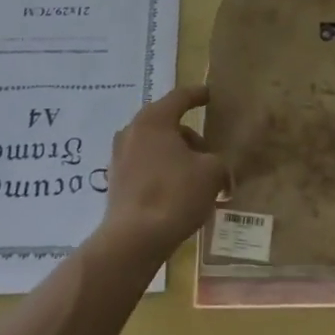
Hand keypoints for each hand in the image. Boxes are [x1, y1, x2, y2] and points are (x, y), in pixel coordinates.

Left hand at [95, 84, 228, 267]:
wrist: (134, 239)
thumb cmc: (174, 194)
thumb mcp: (212, 173)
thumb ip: (219, 162)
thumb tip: (218, 169)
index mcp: (154, 120)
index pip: (179, 97)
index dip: (197, 95)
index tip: (209, 95)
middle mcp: (132, 131)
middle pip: (166, 124)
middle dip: (189, 136)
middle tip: (208, 153)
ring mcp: (119, 157)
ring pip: (155, 147)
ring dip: (175, 156)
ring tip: (196, 177)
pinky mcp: (116, 182)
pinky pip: (145, 167)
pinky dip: (162, 172)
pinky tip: (177, 193)